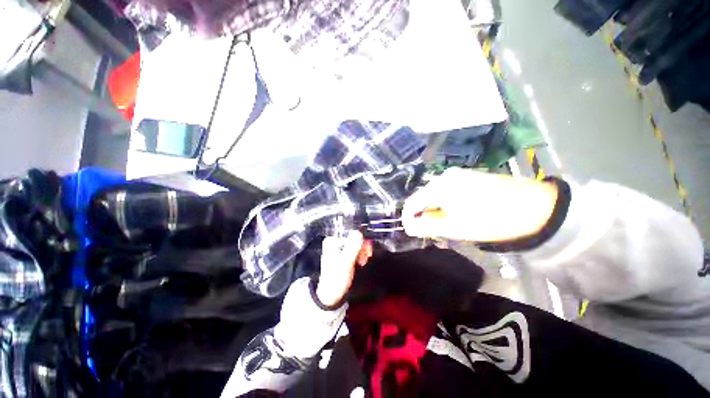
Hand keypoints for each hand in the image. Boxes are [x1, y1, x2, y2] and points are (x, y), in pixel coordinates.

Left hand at [316, 231, 371, 307]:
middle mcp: (335, 241)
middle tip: (366, 257)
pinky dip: (360, 254)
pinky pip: (355, 249)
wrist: (331, 296)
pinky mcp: (343, 254)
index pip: (351, 232)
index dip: (361, 240)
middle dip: (362, 247)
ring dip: (362, 251)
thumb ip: (352, 246)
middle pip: (354, 237)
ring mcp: (339, 248)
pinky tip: (361, 261)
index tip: (367, 250)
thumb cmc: (336, 279)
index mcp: (332, 240)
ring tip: (363, 261)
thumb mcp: (346, 262)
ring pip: (356, 243)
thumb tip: (359, 232)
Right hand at [402, 168, 558, 241]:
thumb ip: (427, 226)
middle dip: (423, 214)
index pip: (412, 202)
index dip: (408, 217)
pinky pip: (448, 190)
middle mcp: (445, 176)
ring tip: (445, 224)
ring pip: (436, 194)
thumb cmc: (492, 220)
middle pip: (423, 197)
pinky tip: (457, 212)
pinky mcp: (470, 176)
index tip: (411, 231)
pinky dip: (446, 203)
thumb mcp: (455, 227)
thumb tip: (408, 226)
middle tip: (431, 231)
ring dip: (435, 209)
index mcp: (439, 187)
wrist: (538, 207)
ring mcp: (459, 174)